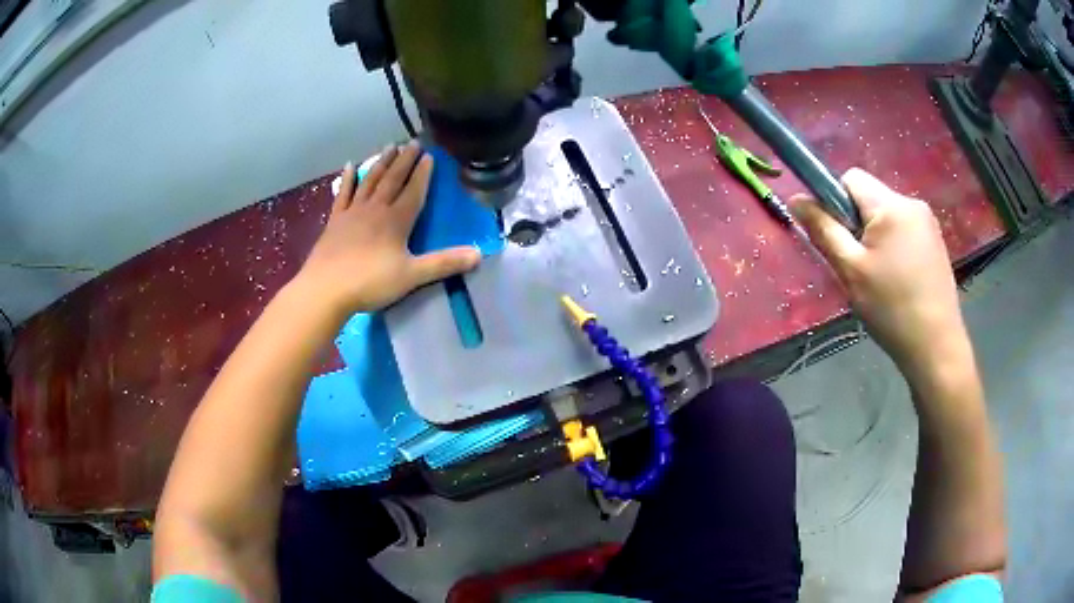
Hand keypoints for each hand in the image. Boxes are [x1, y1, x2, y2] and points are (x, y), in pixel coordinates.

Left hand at [297, 142, 480, 315]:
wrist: (326, 289)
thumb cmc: (371, 282)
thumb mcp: (412, 275)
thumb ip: (444, 263)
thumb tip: (479, 254)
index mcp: (396, 220)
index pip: (414, 190)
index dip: (423, 173)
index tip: (430, 155)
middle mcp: (376, 209)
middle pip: (393, 179)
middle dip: (405, 160)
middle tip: (413, 141)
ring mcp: (353, 212)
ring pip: (370, 180)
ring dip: (381, 163)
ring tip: (390, 146)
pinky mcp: (335, 220)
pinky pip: (344, 193)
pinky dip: (349, 178)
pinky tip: (351, 165)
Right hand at [791, 169, 965, 380]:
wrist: (936, 347)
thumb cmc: (891, 309)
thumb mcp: (851, 271)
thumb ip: (824, 230)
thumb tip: (796, 199)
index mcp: (891, 205)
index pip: (850, 178)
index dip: (835, 201)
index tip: (838, 237)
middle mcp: (912, 203)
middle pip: (870, 196)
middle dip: (856, 222)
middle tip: (857, 264)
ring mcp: (928, 222)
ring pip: (886, 214)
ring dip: (875, 235)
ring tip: (878, 276)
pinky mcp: (935, 241)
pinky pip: (903, 229)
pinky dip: (893, 245)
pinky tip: (897, 278)